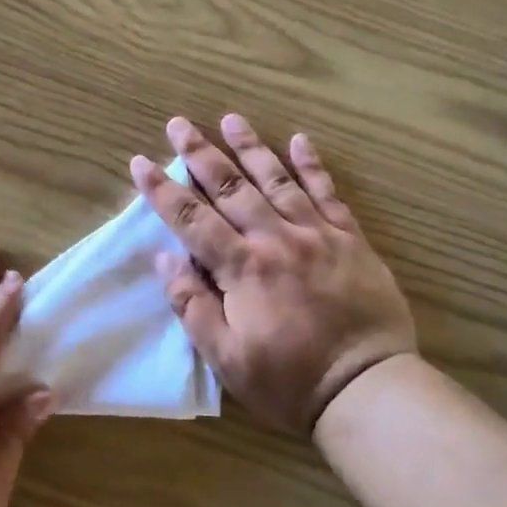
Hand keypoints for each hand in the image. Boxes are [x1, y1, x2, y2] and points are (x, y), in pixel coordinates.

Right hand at [131, 115, 416, 433]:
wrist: (366, 387)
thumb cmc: (288, 381)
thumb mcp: (227, 358)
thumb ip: (193, 306)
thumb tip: (166, 259)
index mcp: (242, 268)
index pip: (192, 220)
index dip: (162, 190)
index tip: (141, 162)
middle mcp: (276, 239)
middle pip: (230, 188)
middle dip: (200, 154)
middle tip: (179, 123)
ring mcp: (317, 234)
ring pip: (277, 180)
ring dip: (250, 148)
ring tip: (230, 119)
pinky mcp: (351, 240)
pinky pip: (328, 193)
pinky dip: (313, 165)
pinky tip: (300, 140)